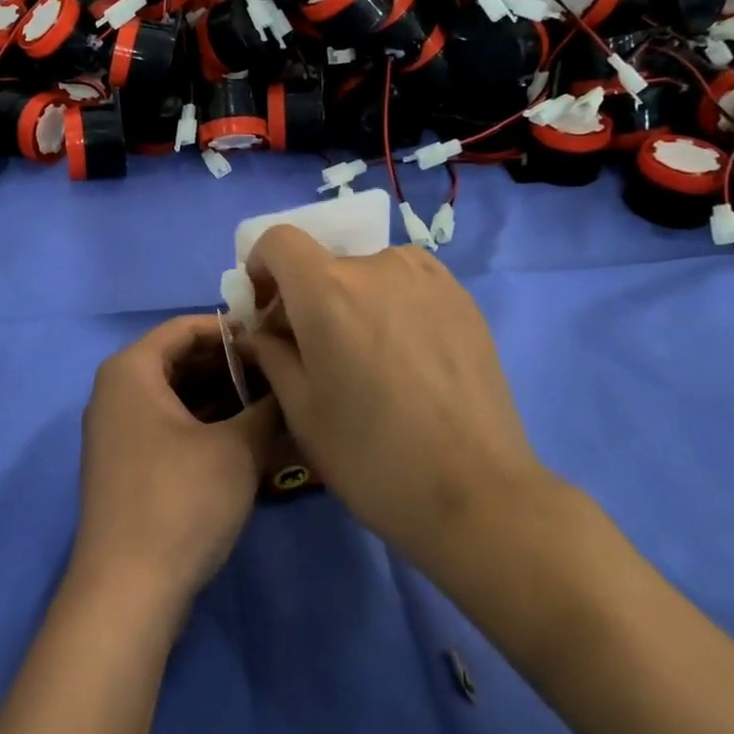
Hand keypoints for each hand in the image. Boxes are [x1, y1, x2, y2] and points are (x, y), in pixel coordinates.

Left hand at [69, 315, 282, 619]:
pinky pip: (169, 425)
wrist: (127, 591)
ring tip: (273, 404)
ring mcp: (118, 430)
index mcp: (131, 370)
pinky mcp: (127, 463)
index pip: (185, 328)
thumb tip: (291, 387)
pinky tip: (246, 436)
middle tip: (281, 375)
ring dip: (223, 398)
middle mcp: (116, 391)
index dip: (232, 329)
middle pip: (180, 361)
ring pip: (177, 396)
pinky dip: (205, 424)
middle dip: (231, 367)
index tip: (274, 338)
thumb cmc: (180, 501)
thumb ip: (268, 408)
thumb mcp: (237, 449)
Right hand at [239, 227, 553, 564]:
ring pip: (369, 273)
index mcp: (328, 289)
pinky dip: (392, 305)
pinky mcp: (463, 299)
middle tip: (314, 350)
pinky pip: (409, 285)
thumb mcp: (301, 410)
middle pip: (325, 262)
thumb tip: (257, 332)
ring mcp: (429, 279)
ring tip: (368, 358)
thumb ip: (270, 354)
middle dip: (306, 296)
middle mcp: (379, 266)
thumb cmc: (371, 455)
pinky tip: (407, 360)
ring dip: (352, 300)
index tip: (266, 310)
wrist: (477, 493)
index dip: (262, 267)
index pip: (279, 240)